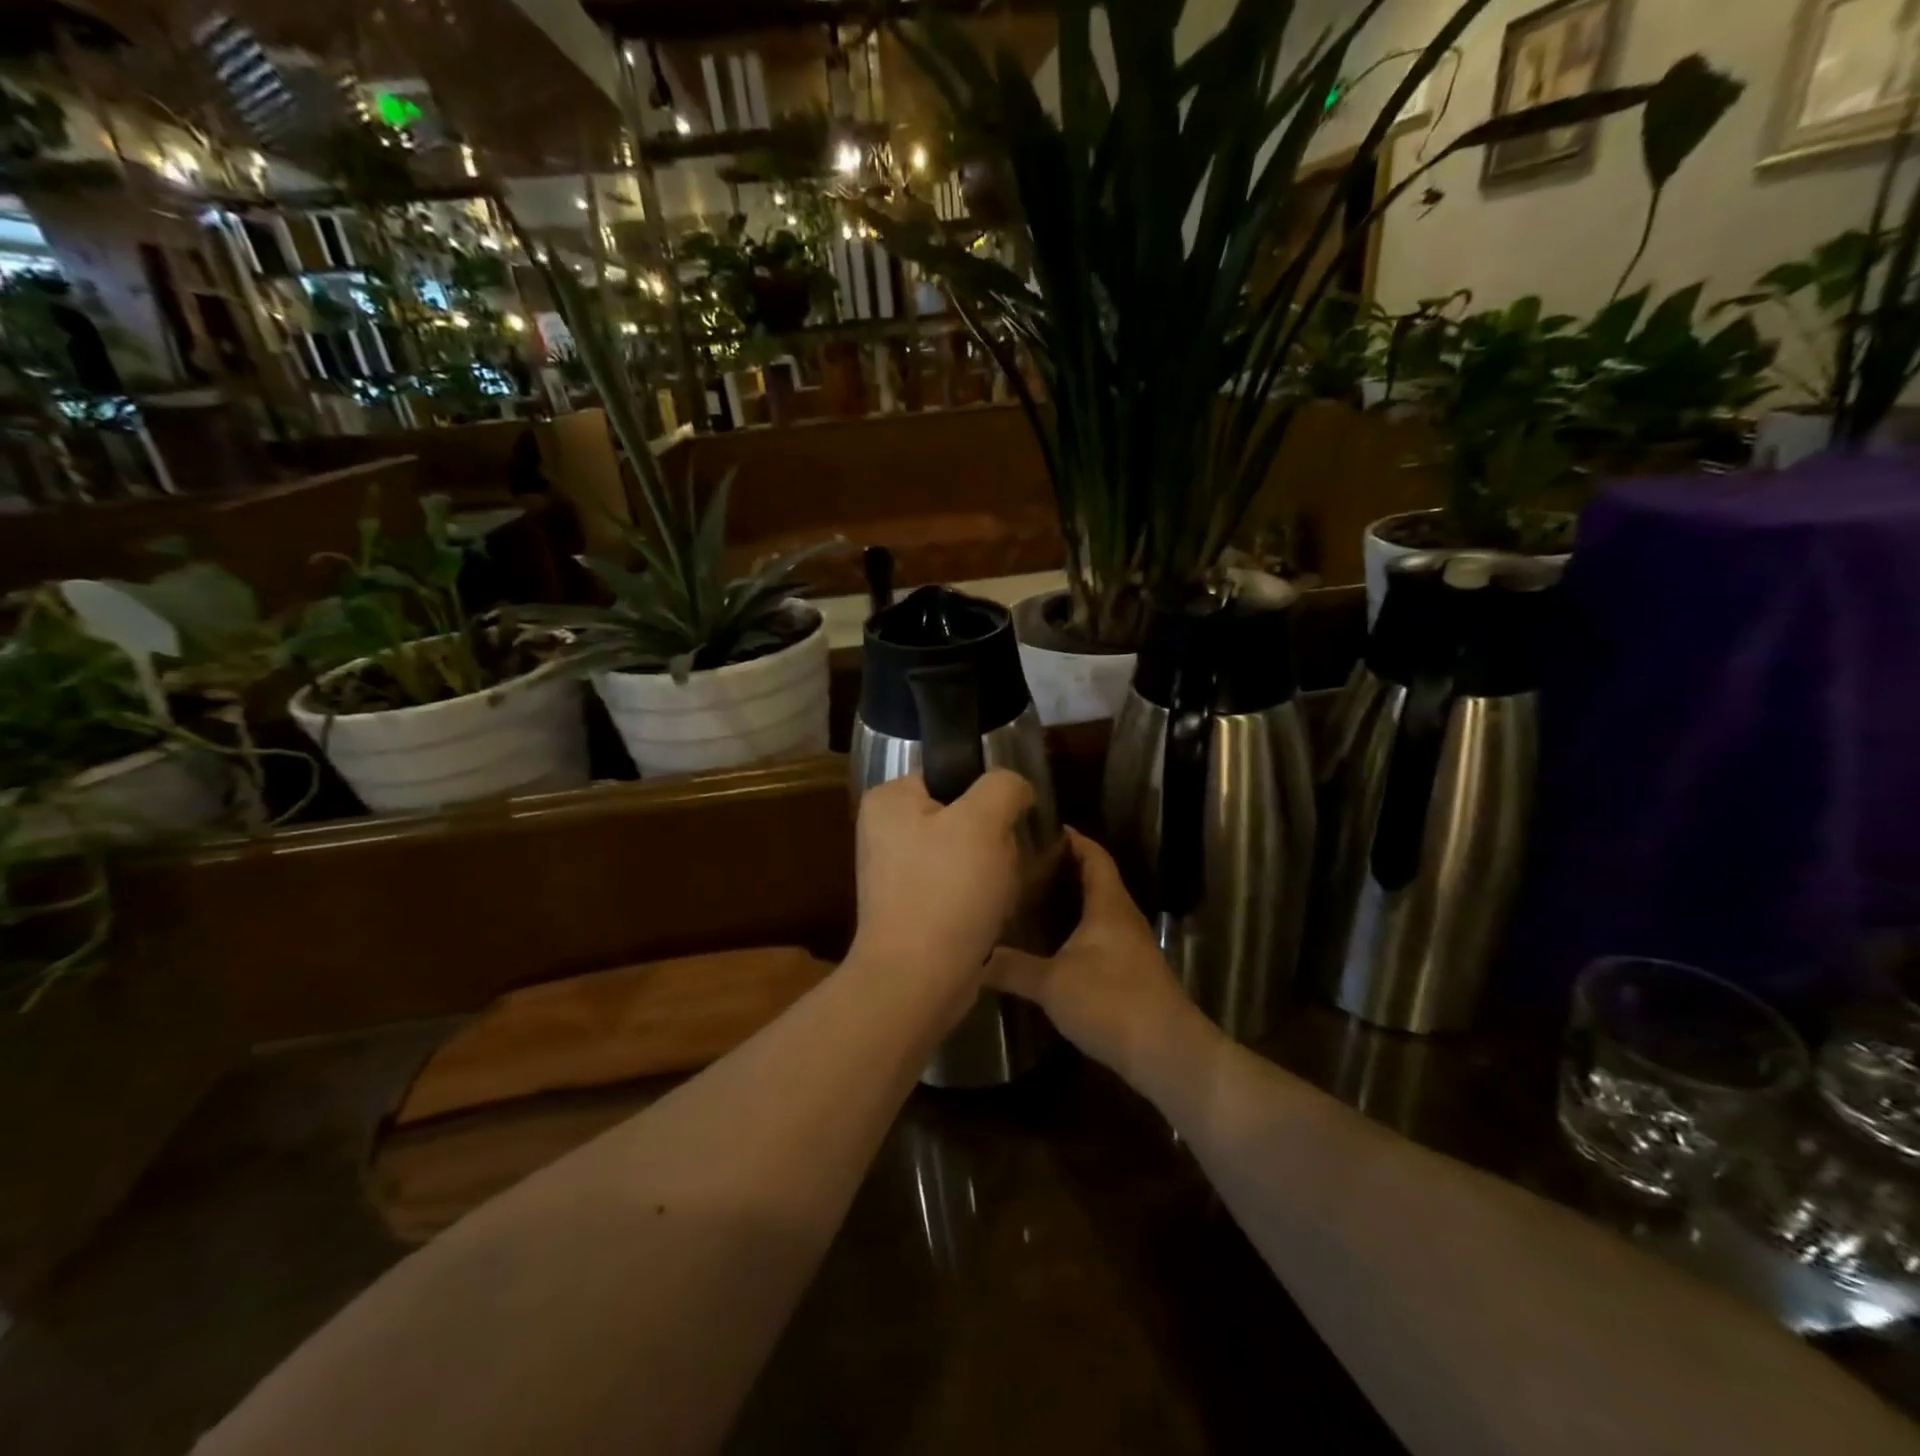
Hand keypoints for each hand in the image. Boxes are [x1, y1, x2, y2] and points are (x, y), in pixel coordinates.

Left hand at [851, 770, 1034, 993]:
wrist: (918, 980)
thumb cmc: (947, 890)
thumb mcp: (984, 820)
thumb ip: (1003, 786)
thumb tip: (1015, 788)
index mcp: (889, 799)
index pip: (952, 775)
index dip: (987, 796)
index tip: (1007, 824)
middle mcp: (885, 831)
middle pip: (963, 816)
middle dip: (993, 840)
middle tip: (1001, 864)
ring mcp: (896, 872)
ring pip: (967, 854)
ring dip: (992, 871)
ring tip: (998, 893)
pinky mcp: (912, 907)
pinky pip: (958, 887)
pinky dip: (978, 899)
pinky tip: (987, 915)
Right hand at [988, 830, 1220, 1084]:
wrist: (1166, 1053)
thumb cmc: (1111, 1002)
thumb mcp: (1052, 983)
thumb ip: (1012, 967)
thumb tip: (973, 956)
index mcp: (1109, 904)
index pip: (1093, 854)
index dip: (1071, 837)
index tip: (1038, 828)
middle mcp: (1122, 916)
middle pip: (1094, 878)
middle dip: (1061, 868)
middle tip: (1020, 863)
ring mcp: (1129, 945)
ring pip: (1096, 909)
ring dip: (1068, 900)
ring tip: (1027, 898)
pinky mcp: (1129, 971)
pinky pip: (1098, 935)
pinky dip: (1074, 929)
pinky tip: (1049, 943)